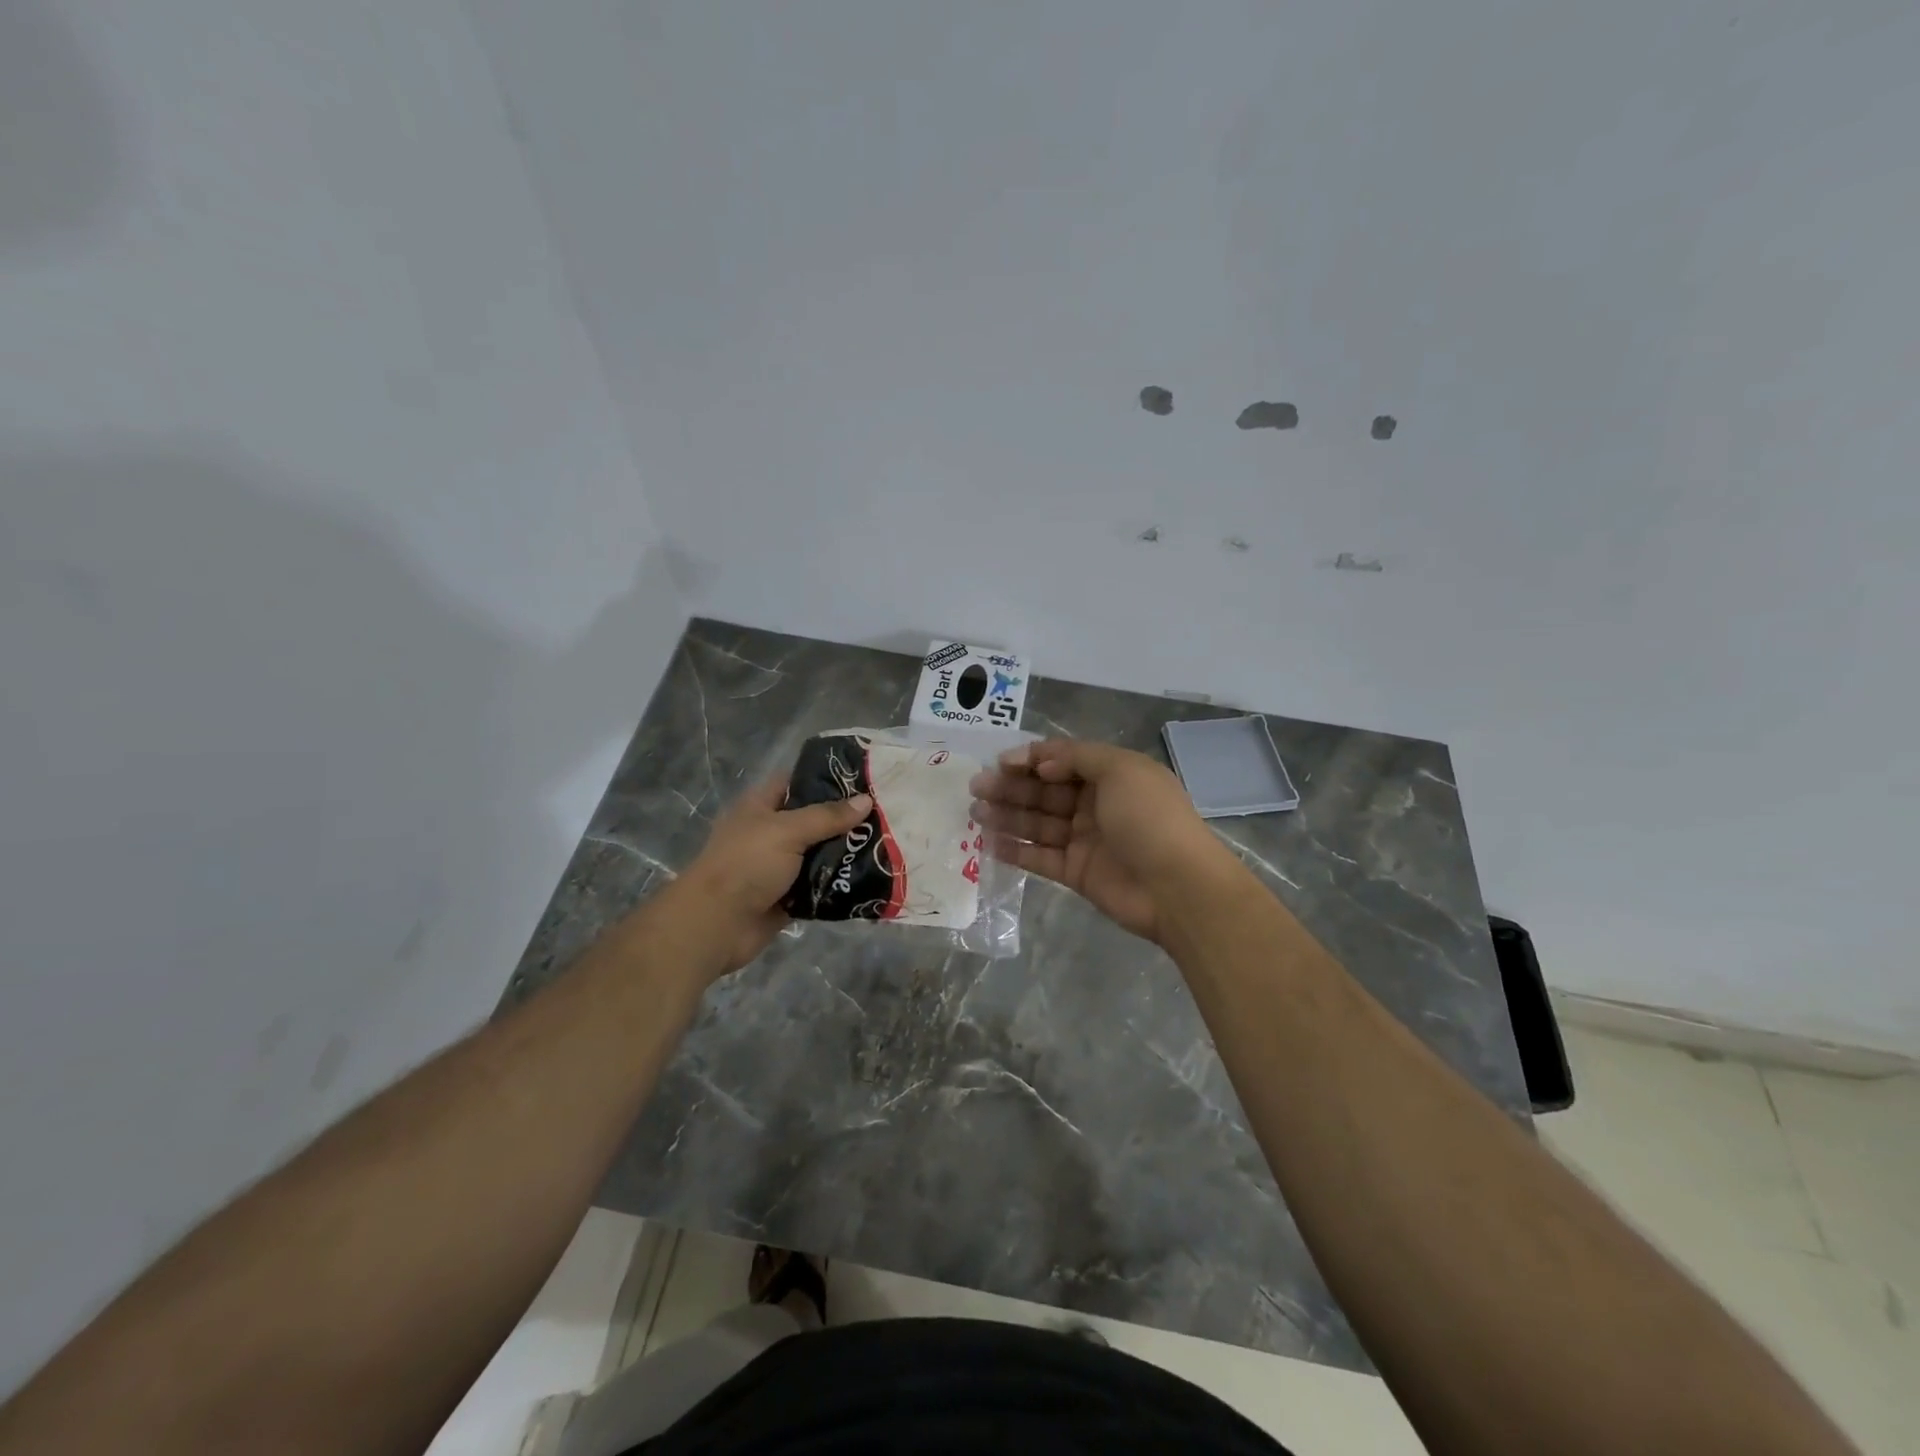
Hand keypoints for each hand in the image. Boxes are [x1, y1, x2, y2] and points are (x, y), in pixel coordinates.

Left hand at [675, 777, 871, 974]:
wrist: (716, 925)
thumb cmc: (747, 864)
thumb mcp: (787, 831)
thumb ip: (827, 816)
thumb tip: (866, 800)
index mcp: (762, 806)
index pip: (797, 781)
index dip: (828, 778)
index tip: (865, 778)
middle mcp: (771, 832)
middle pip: (814, 819)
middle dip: (846, 818)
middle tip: (887, 812)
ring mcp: (779, 866)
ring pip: (820, 853)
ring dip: (846, 852)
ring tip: (887, 843)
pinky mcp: (789, 896)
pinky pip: (820, 885)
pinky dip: (840, 882)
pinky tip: (871, 876)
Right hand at [970, 739, 1233, 945]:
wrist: (1178, 887)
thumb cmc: (1149, 818)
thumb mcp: (1120, 770)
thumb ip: (1076, 758)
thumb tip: (1042, 765)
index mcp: (1111, 775)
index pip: (1063, 760)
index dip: (1031, 759)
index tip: (1000, 762)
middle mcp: (1096, 804)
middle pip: (1046, 791)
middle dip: (1011, 786)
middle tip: (977, 787)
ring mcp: (1086, 840)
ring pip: (1039, 822)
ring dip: (1007, 815)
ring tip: (975, 812)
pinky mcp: (1076, 873)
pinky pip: (1040, 857)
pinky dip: (1016, 849)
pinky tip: (989, 842)